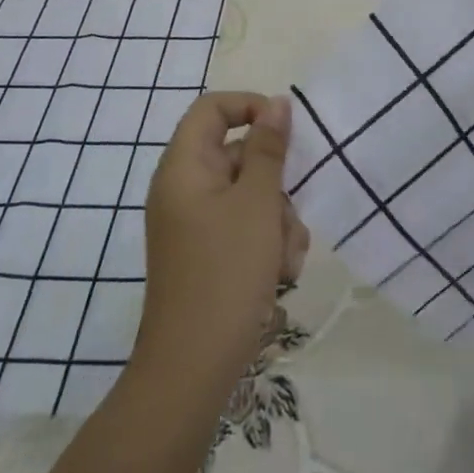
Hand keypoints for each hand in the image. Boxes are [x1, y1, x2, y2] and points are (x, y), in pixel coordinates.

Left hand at [135, 92, 309, 401]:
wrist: (193, 368)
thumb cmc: (226, 273)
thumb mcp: (257, 203)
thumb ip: (269, 148)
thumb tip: (277, 103)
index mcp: (184, 167)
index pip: (213, 108)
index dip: (250, 106)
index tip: (286, 131)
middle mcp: (184, 188)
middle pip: (238, 154)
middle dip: (275, 183)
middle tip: (289, 213)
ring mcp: (194, 223)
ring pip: (249, 194)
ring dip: (278, 219)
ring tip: (284, 257)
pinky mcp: (207, 252)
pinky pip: (244, 226)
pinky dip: (266, 242)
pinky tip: (279, 273)